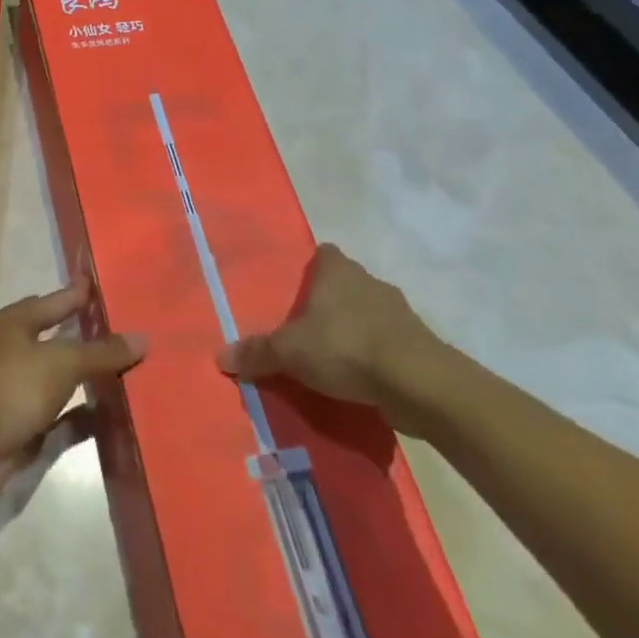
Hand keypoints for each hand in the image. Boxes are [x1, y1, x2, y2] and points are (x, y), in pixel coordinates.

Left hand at [0, 281, 146, 492]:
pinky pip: (61, 413)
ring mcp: (17, 388)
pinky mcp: (23, 422)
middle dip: (86, 334)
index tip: (101, 286)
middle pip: (57, 338)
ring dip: (87, 375)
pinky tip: (112, 413)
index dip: (77, 294)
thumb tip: (143, 338)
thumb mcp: (63, 362)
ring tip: (126, 368)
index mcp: (15, 323)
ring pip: (60, 376)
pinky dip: (83, 413)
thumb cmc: (14, 387)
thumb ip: (102, 352)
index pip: (54, 301)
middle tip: (123, 328)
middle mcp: (14, 350)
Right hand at [216, 244, 452, 434]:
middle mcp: (369, 282)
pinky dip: (373, 356)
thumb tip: (219, 356)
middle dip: (327, 303)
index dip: (310, 267)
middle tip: (302, 328)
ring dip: (352, 330)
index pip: (323, 254)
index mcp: (338, 271)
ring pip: (367, 313)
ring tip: (329, 358)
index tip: (294, 289)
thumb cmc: (346, 347)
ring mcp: (398, 312)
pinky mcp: (417, 344)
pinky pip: (386, 343)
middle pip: (344, 284)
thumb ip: (257, 352)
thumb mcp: (290, 352)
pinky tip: (358, 379)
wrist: (418, 383)